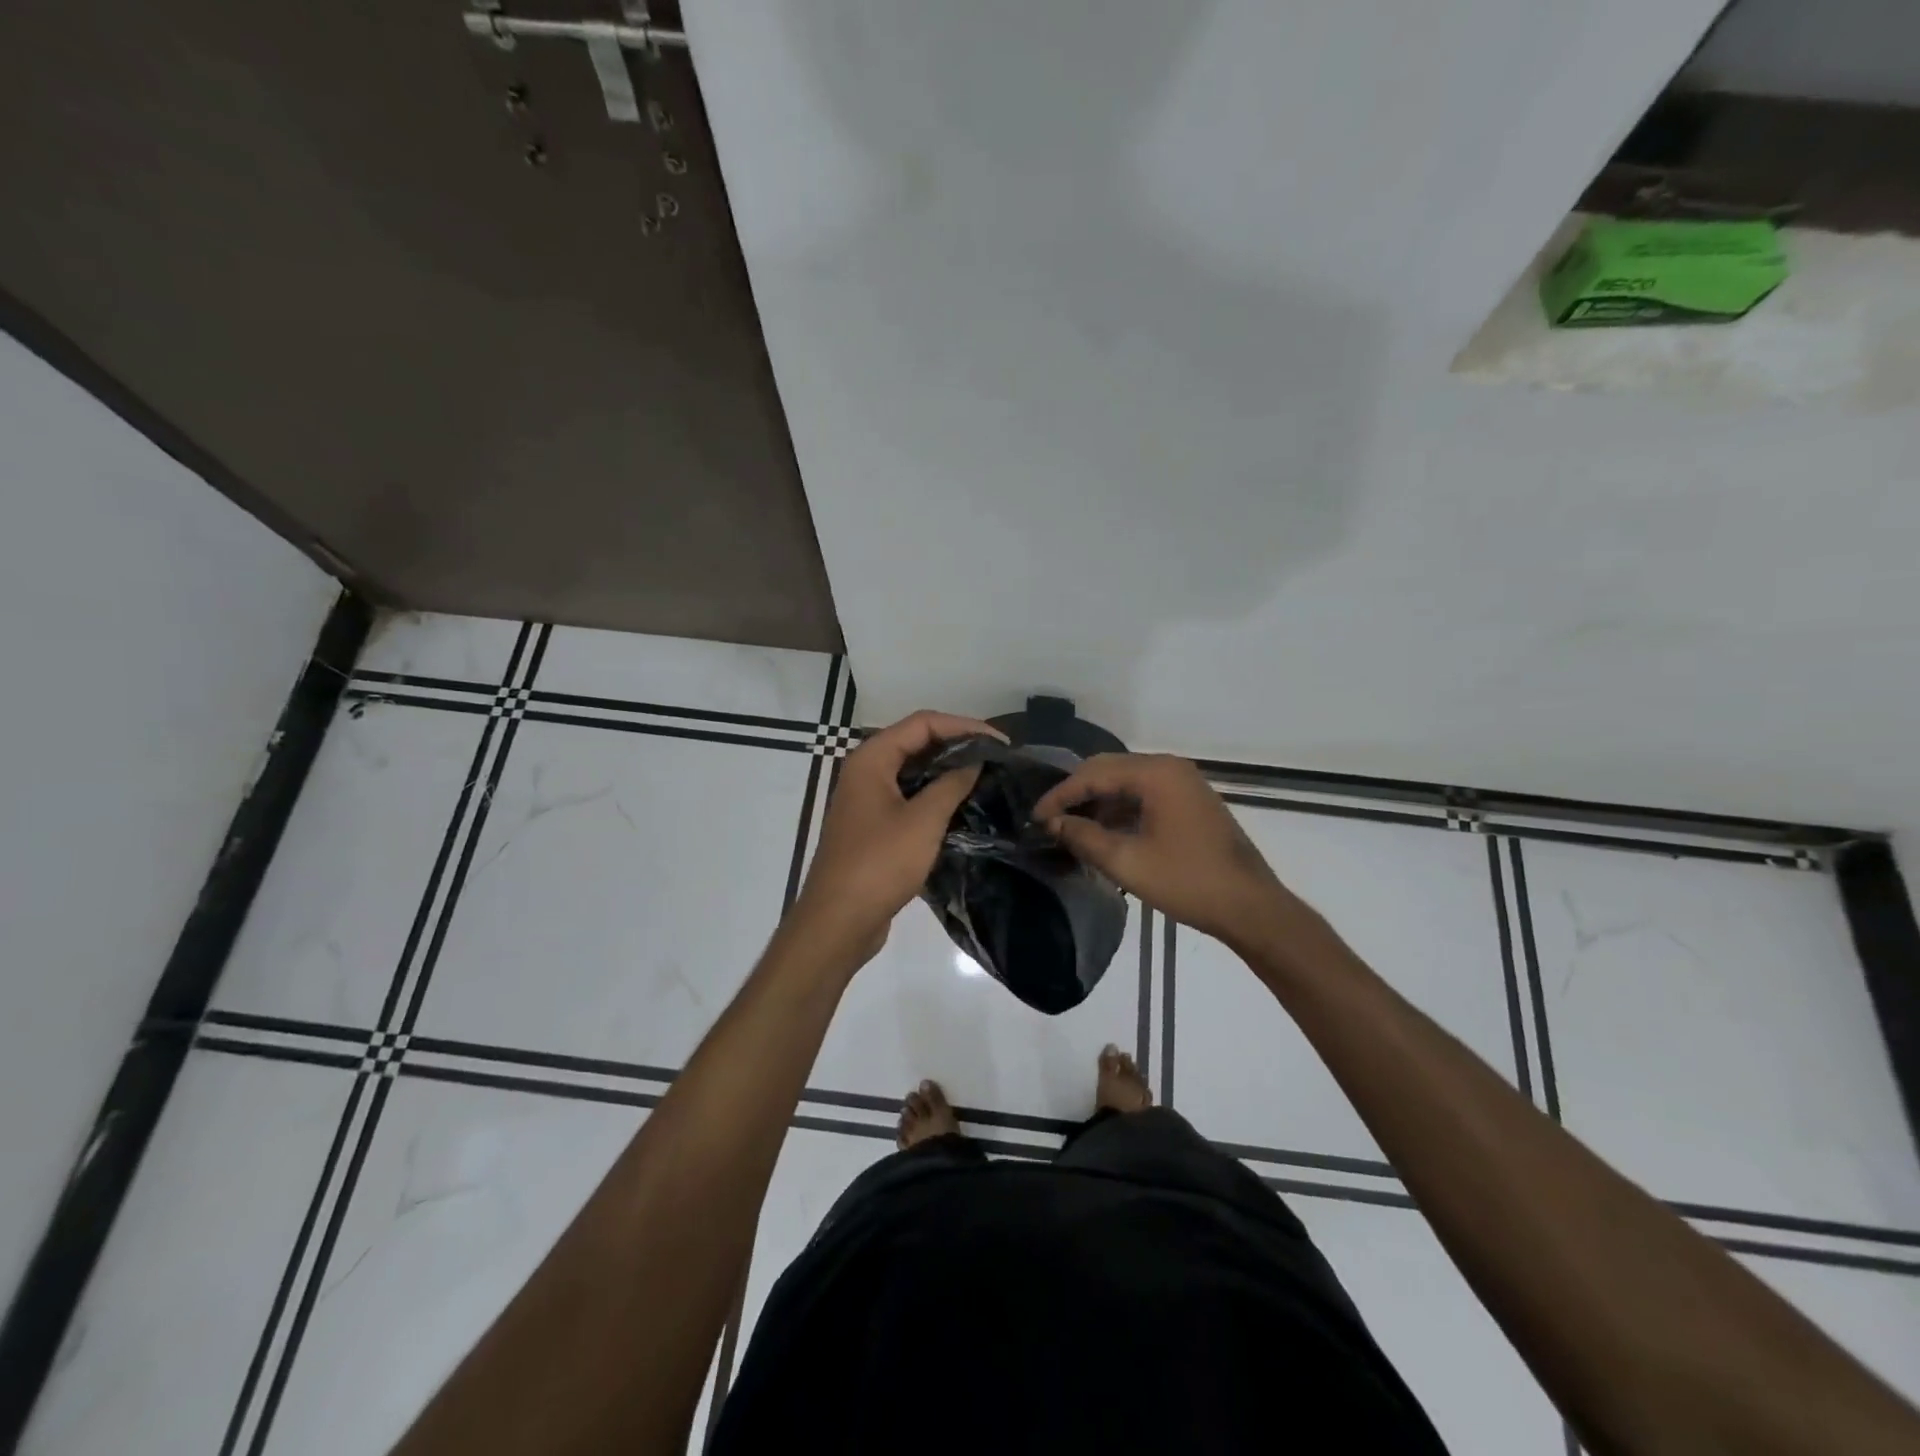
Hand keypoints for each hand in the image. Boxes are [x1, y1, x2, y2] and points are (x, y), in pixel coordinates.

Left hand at [790, 710, 1003, 963]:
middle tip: (997, 759)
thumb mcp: (923, 821)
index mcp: (872, 759)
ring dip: (948, 772)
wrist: (839, 921)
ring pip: (914, 772)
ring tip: (987, 779)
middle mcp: (866, 771)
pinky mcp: (874, 826)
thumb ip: (952, 784)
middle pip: (917, 743)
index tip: (1000, 742)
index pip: (923, 723)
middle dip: (957, 746)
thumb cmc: (880, 864)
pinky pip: (909, 798)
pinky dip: (935, 797)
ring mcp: (868, 799)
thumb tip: (975, 761)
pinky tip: (963, 808)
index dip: (964, 726)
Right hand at [1033, 753, 1304, 953]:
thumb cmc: (1188, 882)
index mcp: (1156, 773)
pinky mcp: (1189, 802)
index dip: (1060, 795)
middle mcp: (1169, 768)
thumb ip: (1083, 837)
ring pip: (1126, 783)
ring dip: (1098, 803)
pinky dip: (1120, 810)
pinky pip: (1144, 795)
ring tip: (1070, 830)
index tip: (1034, 818)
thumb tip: (1053, 823)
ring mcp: (1183, 783)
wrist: (1251, 907)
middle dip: (1077, 794)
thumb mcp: (1126, 862)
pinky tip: (1103, 833)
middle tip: (1049, 820)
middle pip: (1109, 770)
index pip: (1094, 773)